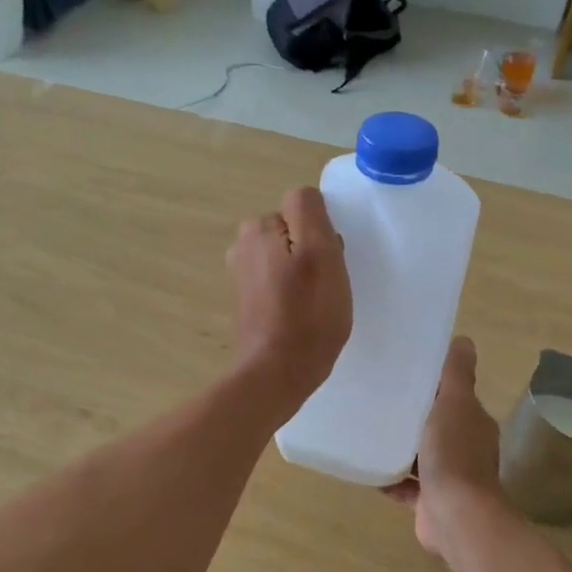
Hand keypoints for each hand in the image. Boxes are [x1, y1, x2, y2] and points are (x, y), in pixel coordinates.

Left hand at [227, 186, 350, 414]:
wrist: (277, 372)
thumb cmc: (307, 313)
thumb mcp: (320, 252)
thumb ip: (310, 211)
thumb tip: (305, 199)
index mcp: (258, 227)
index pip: (304, 209)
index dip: (323, 234)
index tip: (329, 262)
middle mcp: (243, 245)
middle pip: (294, 232)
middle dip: (312, 252)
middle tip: (325, 285)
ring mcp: (242, 274)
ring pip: (288, 258)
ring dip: (304, 274)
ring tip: (315, 303)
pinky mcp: (247, 301)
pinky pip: (279, 282)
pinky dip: (292, 293)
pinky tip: (301, 316)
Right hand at [384, 337, 508, 556]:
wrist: (456, 517)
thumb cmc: (454, 455)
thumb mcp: (455, 403)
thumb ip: (457, 373)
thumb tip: (464, 340)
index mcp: (473, 423)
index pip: (452, 396)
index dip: (431, 384)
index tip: (402, 371)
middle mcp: (465, 448)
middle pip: (435, 425)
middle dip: (412, 415)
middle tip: (378, 398)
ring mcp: (449, 478)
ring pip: (420, 456)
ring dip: (400, 447)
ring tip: (368, 430)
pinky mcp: (431, 502)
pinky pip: (406, 486)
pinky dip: (390, 479)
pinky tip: (367, 469)